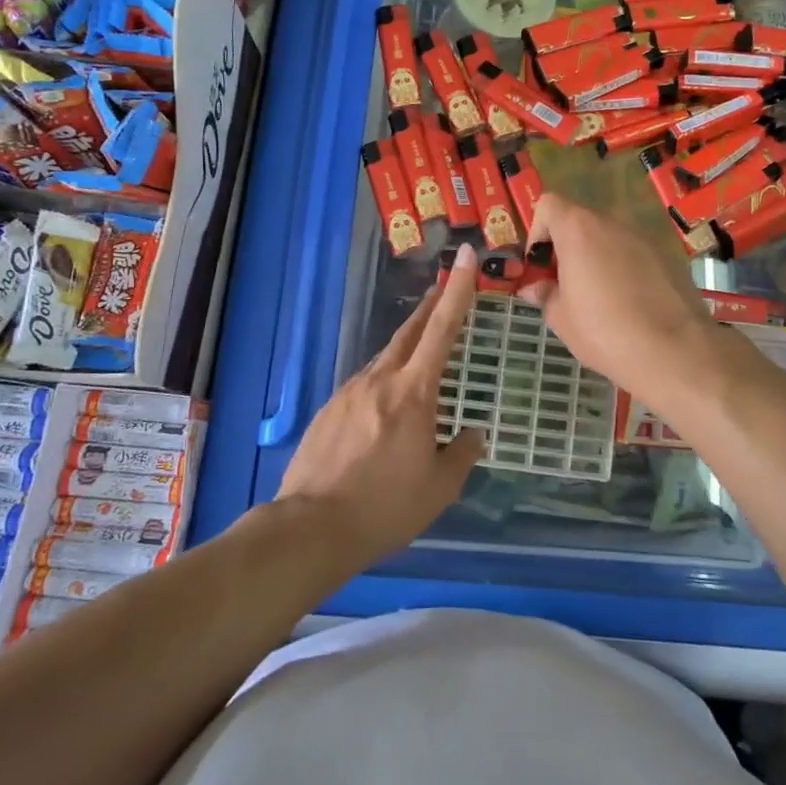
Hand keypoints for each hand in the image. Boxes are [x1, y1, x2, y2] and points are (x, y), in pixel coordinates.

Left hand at [276, 243, 486, 560]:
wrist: (311, 527)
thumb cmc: (385, 508)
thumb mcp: (439, 488)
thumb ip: (462, 454)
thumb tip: (474, 433)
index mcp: (413, 393)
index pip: (442, 329)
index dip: (459, 291)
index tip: (467, 257)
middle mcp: (380, 380)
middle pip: (410, 332)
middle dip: (431, 306)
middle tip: (445, 286)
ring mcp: (349, 392)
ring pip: (385, 358)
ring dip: (407, 347)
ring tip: (421, 356)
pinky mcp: (329, 409)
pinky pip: (365, 384)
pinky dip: (383, 381)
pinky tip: (385, 406)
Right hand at [517, 194, 722, 401]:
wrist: (673, 351)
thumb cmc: (603, 331)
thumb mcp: (561, 318)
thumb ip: (545, 294)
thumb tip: (535, 288)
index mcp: (579, 229)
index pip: (549, 204)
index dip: (538, 231)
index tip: (541, 265)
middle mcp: (612, 223)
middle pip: (580, 221)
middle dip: (568, 248)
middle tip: (565, 285)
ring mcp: (644, 238)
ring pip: (609, 238)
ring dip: (597, 258)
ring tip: (599, 298)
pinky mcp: (668, 257)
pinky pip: (635, 254)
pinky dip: (625, 269)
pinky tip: (629, 305)